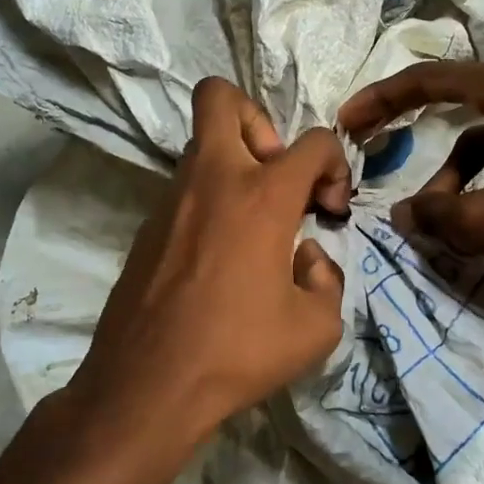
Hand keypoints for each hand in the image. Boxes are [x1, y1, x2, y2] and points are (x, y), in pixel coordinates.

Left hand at [68, 78, 351, 476]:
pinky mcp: (147, 227)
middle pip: (221, 97)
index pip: (314, 141)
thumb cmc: (238, 353)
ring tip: (254, 227)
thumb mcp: (316, 328)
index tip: (329, 213)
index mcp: (262, 196)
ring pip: (202, 146)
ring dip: (236, 166)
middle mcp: (212, 180)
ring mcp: (170, 200)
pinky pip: (185, 190)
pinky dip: (210, 203)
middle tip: (275, 178)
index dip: (336, 167)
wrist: (147, 386)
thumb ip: (327, 279)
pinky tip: (219, 258)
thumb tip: (305, 257)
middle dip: (260, 121)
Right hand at [338, 59, 483, 314]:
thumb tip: (402, 213)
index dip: (381, 100)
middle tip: (369, 151)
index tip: (346, 121)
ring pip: (481, 139)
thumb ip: (436, 214)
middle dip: (410, 130)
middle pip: (453, 102)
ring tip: (439, 224)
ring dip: (452, 177)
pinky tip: (477, 223)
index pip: (429, 80)